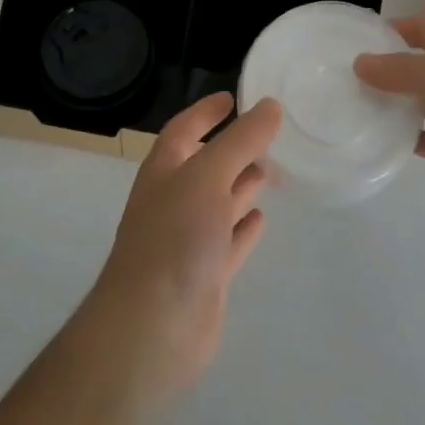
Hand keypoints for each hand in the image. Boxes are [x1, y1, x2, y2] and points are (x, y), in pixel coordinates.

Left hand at [75, 93, 279, 403]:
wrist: (152, 328)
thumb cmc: (175, 237)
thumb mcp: (209, 175)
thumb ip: (241, 140)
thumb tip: (270, 104)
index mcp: (165, 170)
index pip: (184, 128)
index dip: (206, 111)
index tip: (234, 96)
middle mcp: (174, 199)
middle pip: (206, 164)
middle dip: (233, 148)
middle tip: (270, 135)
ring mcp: (189, 239)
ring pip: (220, 202)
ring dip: (242, 185)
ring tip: (273, 169)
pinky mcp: (206, 274)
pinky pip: (229, 241)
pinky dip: (244, 228)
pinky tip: (263, 219)